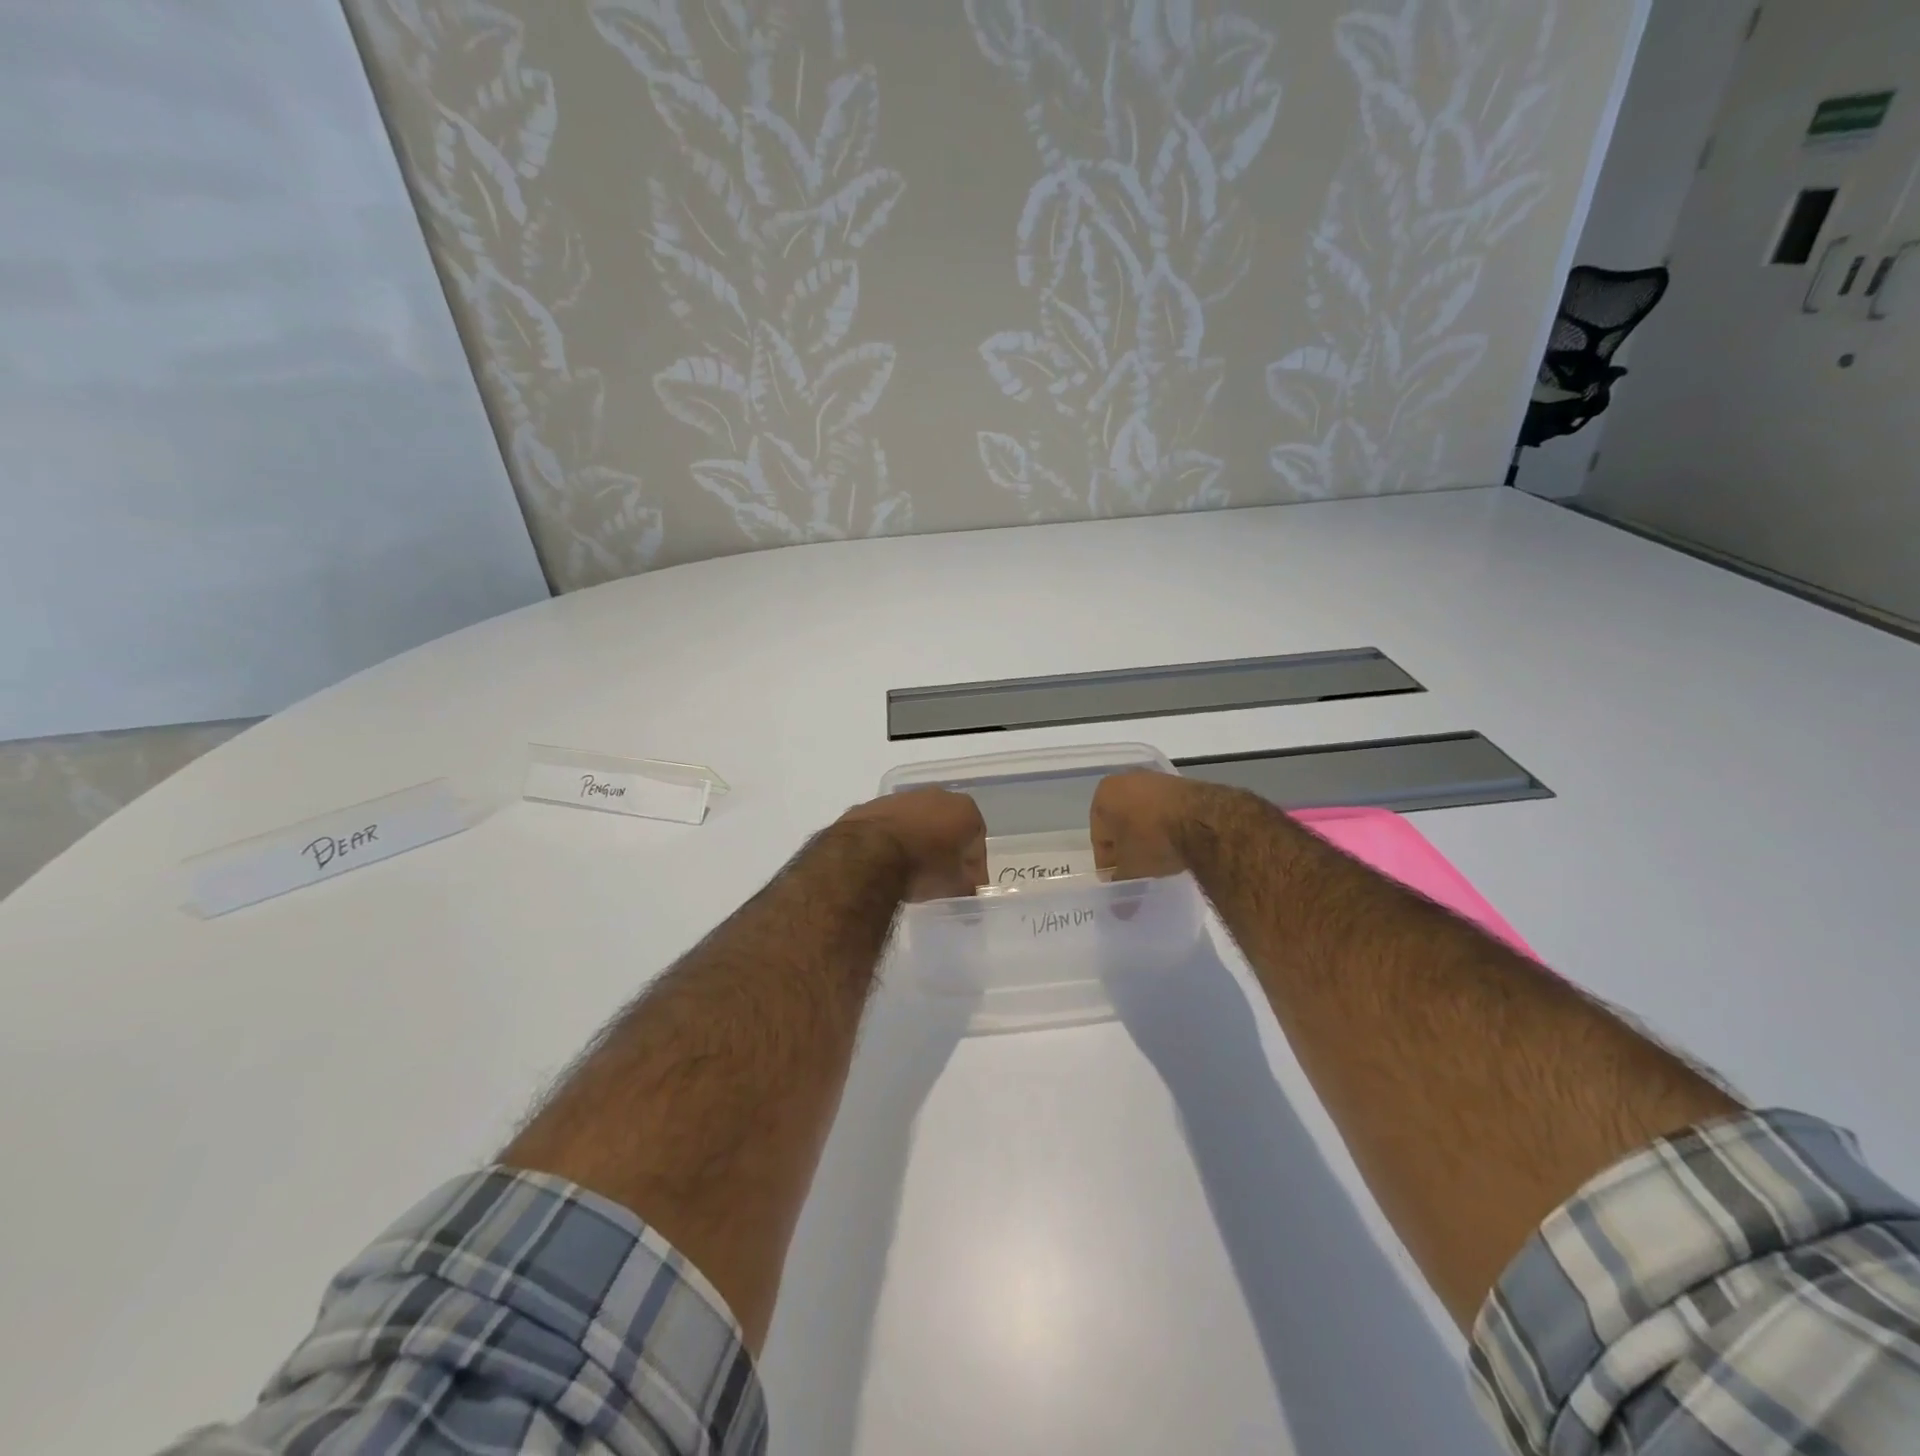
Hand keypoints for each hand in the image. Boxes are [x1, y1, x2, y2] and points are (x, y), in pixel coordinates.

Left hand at [838, 788, 987, 901]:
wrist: (868, 854)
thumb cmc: (923, 866)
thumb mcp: (955, 885)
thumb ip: (967, 884)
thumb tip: (966, 886)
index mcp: (964, 809)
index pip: (977, 842)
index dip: (974, 867)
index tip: (967, 886)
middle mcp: (937, 795)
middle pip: (949, 826)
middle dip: (947, 849)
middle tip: (941, 877)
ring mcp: (903, 797)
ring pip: (919, 822)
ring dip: (919, 842)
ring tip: (912, 870)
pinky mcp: (875, 804)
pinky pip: (893, 825)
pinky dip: (894, 839)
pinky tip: (888, 861)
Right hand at [1090, 770, 1193, 881]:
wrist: (1202, 821)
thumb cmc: (1152, 840)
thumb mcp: (1129, 867)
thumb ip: (1117, 875)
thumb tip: (1116, 886)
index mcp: (1103, 794)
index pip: (1098, 834)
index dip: (1106, 860)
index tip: (1116, 876)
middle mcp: (1124, 780)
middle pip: (1119, 820)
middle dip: (1125, 842)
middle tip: (1134, 866)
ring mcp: (1154, 779)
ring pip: (1142, 813)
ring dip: (1145, 833)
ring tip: (1156, 856)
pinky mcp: (1180, 784)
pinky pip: (1163, 810)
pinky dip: (1164, 825)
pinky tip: (1173, 843)